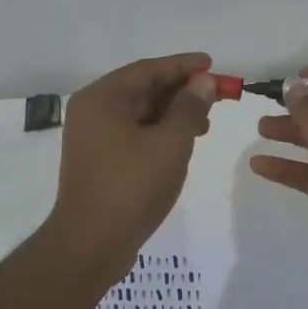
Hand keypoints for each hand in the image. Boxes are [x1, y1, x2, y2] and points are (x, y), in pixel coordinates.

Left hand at [46, 53, 217, 270]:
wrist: (92, 243)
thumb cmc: (132, 185)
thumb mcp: (171, 142)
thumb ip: (189, 107)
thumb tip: (203, 82)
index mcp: (102, 98)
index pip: (148, 69)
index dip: (183, 66)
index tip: (212, 64)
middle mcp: (92, 111)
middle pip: (142, 89)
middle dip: (180, 90)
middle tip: (215, 96)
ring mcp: (92, 138)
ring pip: (139, 114)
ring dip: (172, 113)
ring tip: (205, 123)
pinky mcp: (98, 161)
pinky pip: (133, 134)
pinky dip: (159, 133)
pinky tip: (182, 144)